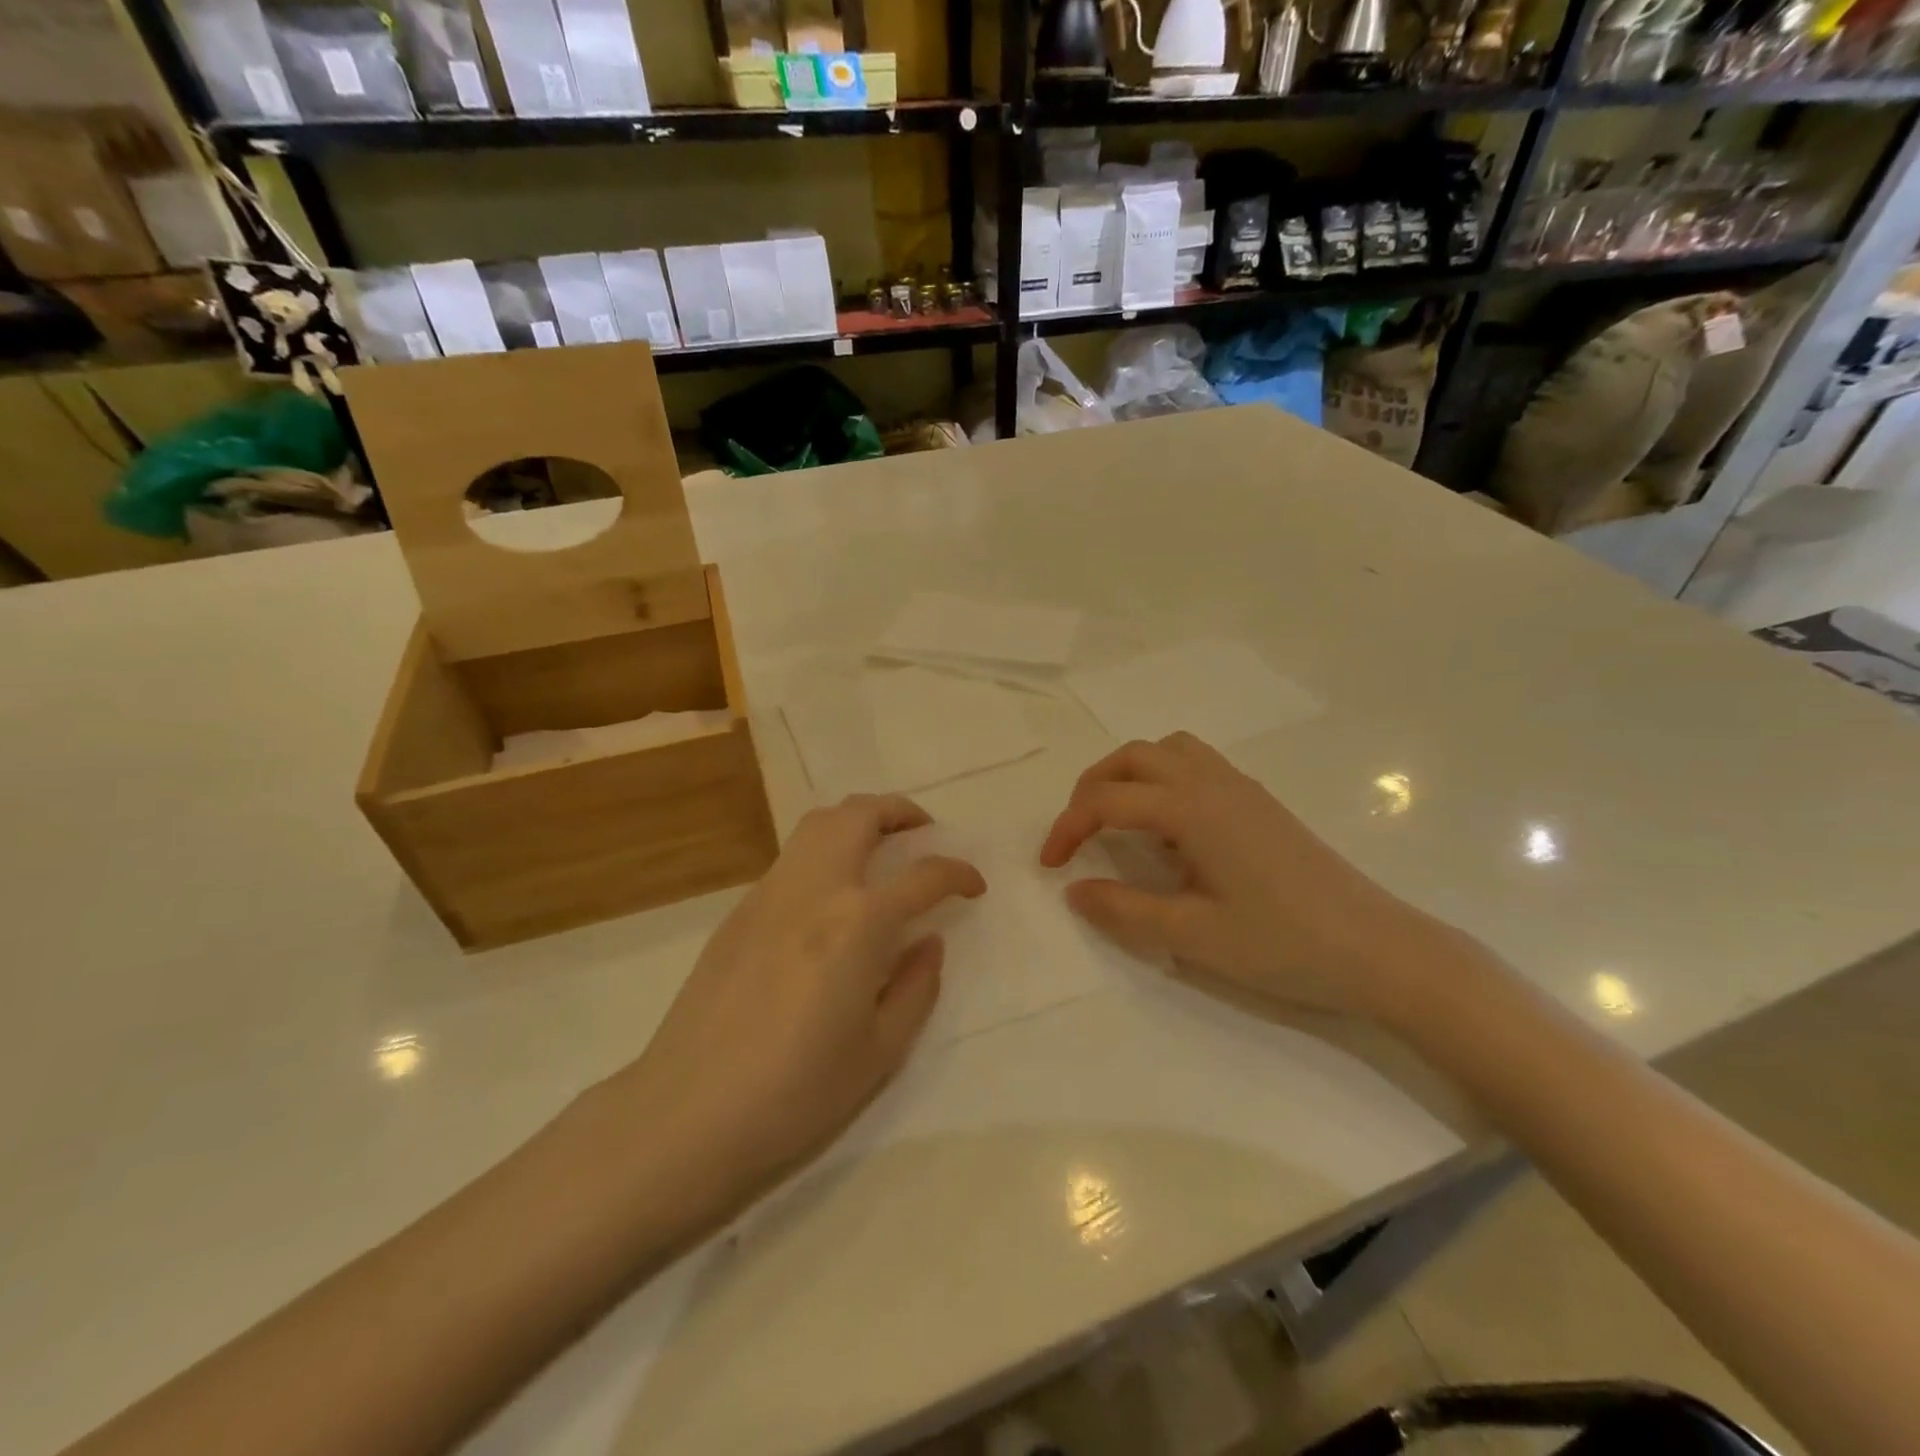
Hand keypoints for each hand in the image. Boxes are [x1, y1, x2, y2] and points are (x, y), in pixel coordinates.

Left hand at [617, 795, 984, 1221]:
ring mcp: (768, 894)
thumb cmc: (796, 1092)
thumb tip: (929, 942)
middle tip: (923, 833)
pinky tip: (829, 897)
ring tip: (880, 849)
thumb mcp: (880, 1051)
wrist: (687, 1113)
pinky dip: (823, 853)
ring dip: (857, 821)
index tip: (973, 885)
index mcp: (857, 924)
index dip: (957, 873)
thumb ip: (916, 986)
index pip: (922, 876)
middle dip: (901, 811)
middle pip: (859, 815)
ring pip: (817, 824)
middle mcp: (814, 890)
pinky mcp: (737, 912)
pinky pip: (791, 859)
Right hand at [1040, 734, 1458, 1020]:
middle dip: (1092, 787)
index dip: (1068, 827)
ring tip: (1115, 819)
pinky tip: (1168, 829)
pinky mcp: (1259, 803)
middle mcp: (1213, 783)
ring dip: (1129, 774)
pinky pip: (1196, 765)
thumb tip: (1073, 891)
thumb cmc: (1285, 944)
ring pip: (1168, 751)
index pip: (1108, 800)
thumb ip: (1125, 910)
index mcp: (1192, 809)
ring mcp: (1241, 788)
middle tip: (1076, 833)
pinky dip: (1162, 779)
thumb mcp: (1194, 936)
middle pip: (1133, 756)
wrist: (1379, 949)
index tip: (1050, 866)